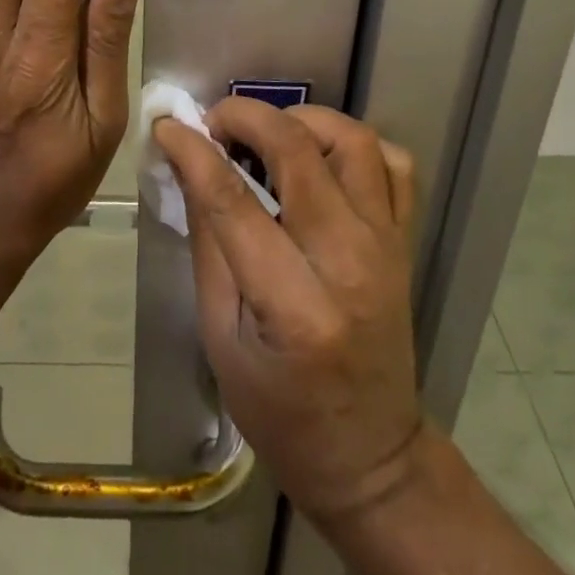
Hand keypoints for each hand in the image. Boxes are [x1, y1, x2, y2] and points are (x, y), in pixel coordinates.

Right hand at [154, 99, 425, 522]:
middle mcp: (349, 262)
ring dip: (303, 121)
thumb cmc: (280, 411)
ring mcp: (386, 245)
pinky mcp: (405, 240)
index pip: (234, 201)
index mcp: (294, 305)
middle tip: (216, 123)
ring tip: (268, 134)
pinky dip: (355, 145)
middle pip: (298, 151)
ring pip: (353, 141)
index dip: (194, 152)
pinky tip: (322, 158)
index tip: (169, 126)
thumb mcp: (220, 337)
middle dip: (247, 117)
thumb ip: (208, 242)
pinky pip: (394, 164)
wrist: (371, 458)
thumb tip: (188, 165)